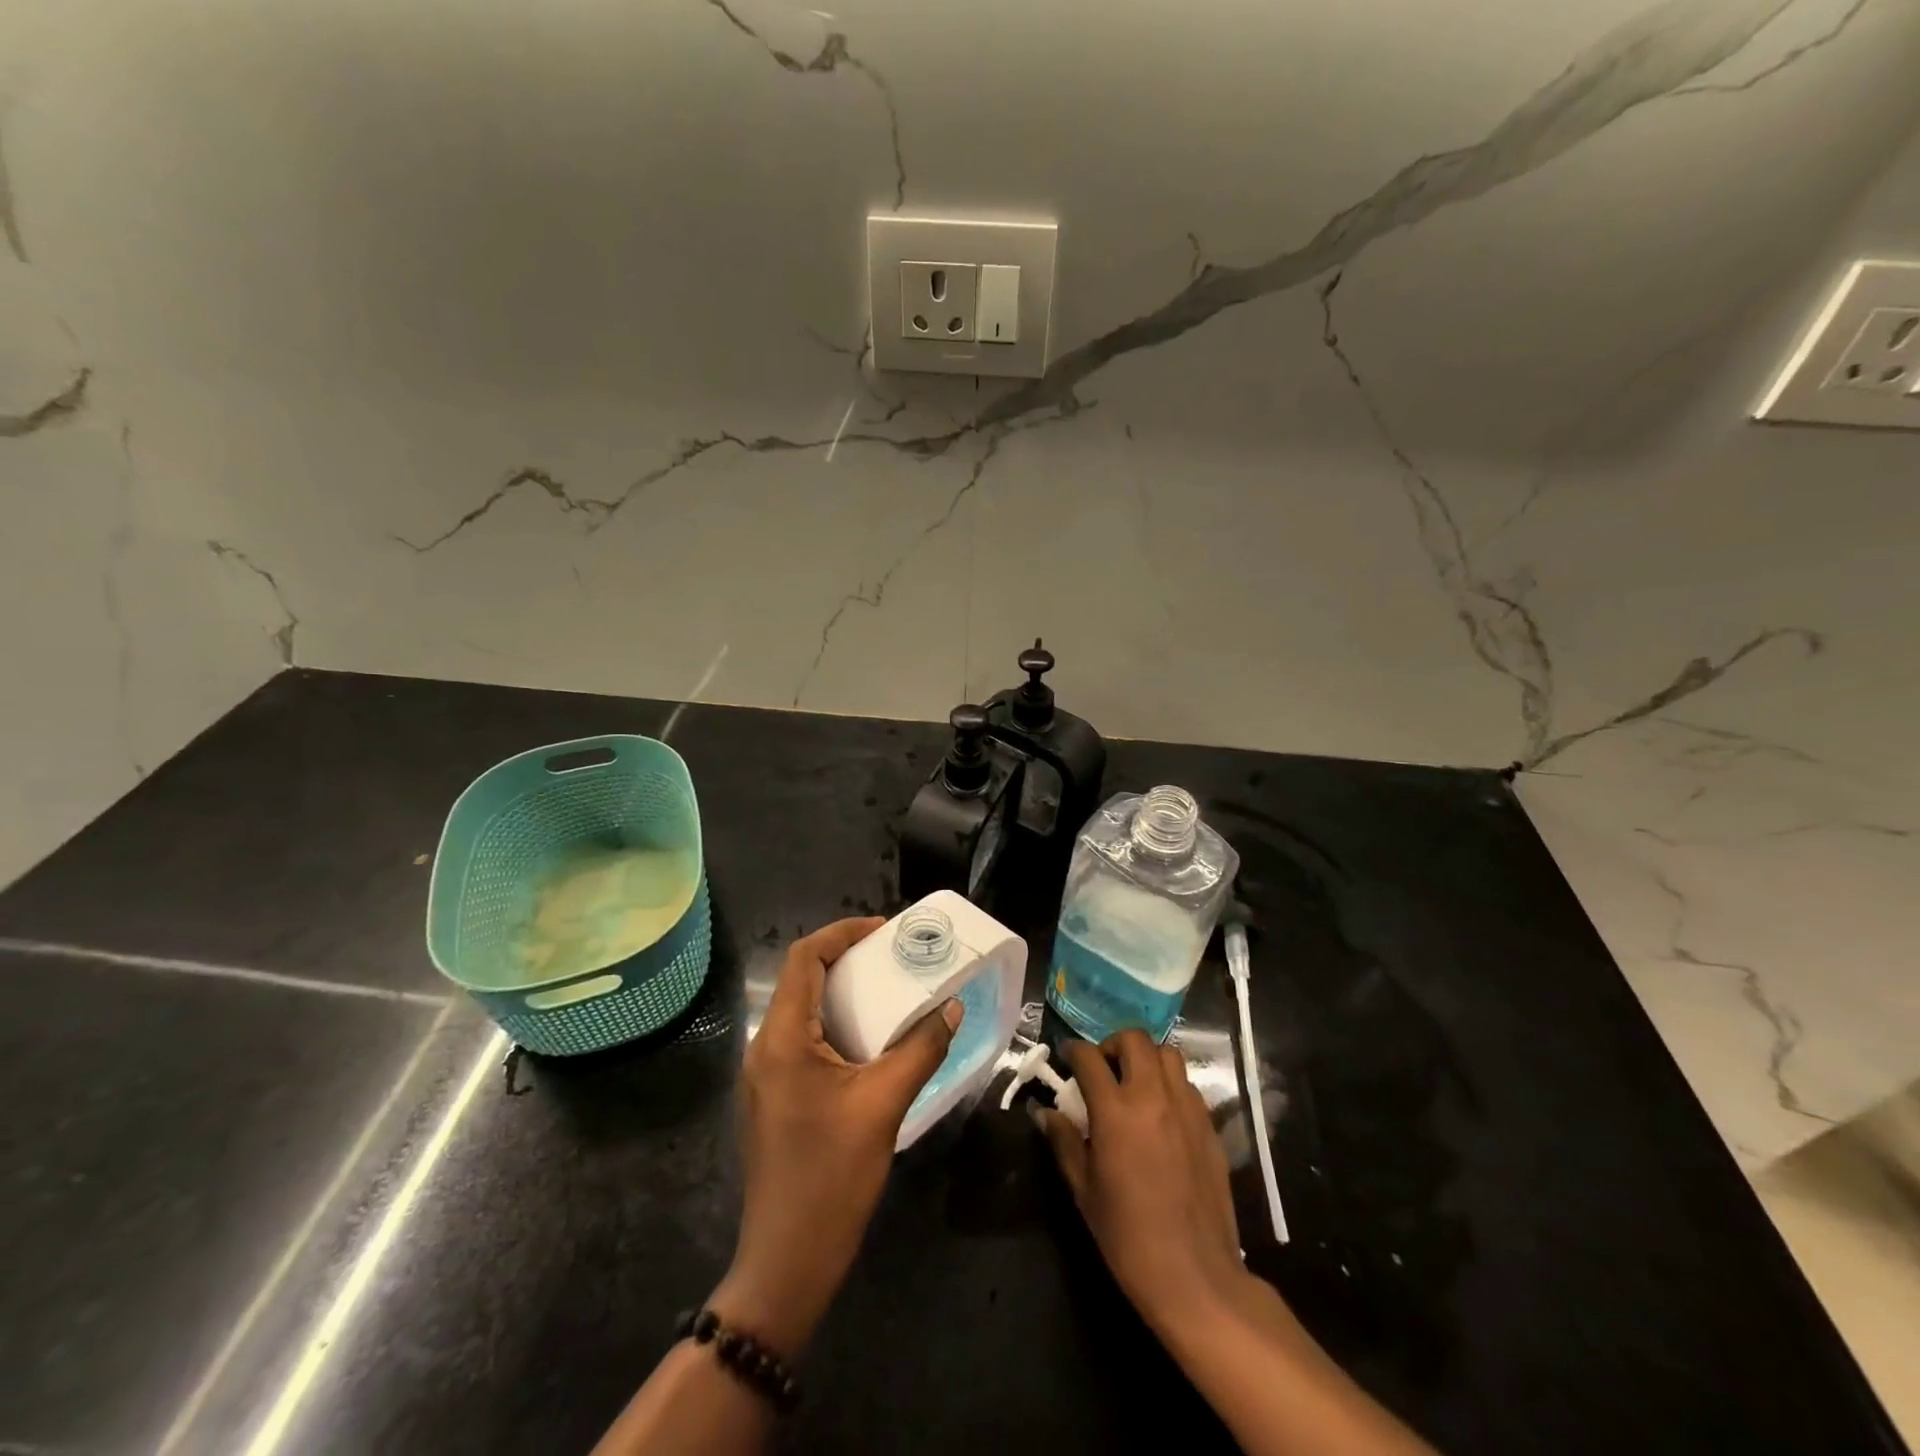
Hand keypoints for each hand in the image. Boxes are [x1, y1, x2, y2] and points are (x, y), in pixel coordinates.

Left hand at [712, 917, 962, 1355]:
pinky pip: (804, 1042)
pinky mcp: (775, 1098)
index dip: (841, 933)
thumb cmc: (832, 1177)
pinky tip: (871, 1042)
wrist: (788, 1262)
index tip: (884, 931)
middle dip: (847, 960)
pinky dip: (837, 1026)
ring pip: (802, 1011)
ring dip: (843, 994)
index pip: (803, 958)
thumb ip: (921, 1049)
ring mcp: (766, 1076)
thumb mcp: (884, 1105)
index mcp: (782, 1038)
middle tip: (894, 958)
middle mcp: (764, 1047)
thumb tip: (951, 1008)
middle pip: (801, 980)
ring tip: (889, 992)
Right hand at [1036, 1030, 1246, 1335]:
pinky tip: (1160, 1112)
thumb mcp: (1084, 1190)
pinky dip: (1169, 1084)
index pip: (1089, 1058)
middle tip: (1102, 1068)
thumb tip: (1044, 1113)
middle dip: (1112, 1044)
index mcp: (1116, 1111)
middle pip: (1134, 1040)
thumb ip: (1064, 1141)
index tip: (1066, 1058)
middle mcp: (1153, 1097)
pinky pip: (1187, 1085)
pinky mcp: (1209, 1125)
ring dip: (1145, 1058)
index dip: (1073, 1051)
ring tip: (1133, 1083)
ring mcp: (1186, 1108)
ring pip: (1167, 1054)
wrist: (1195, 1276)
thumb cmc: (1128, 1237)